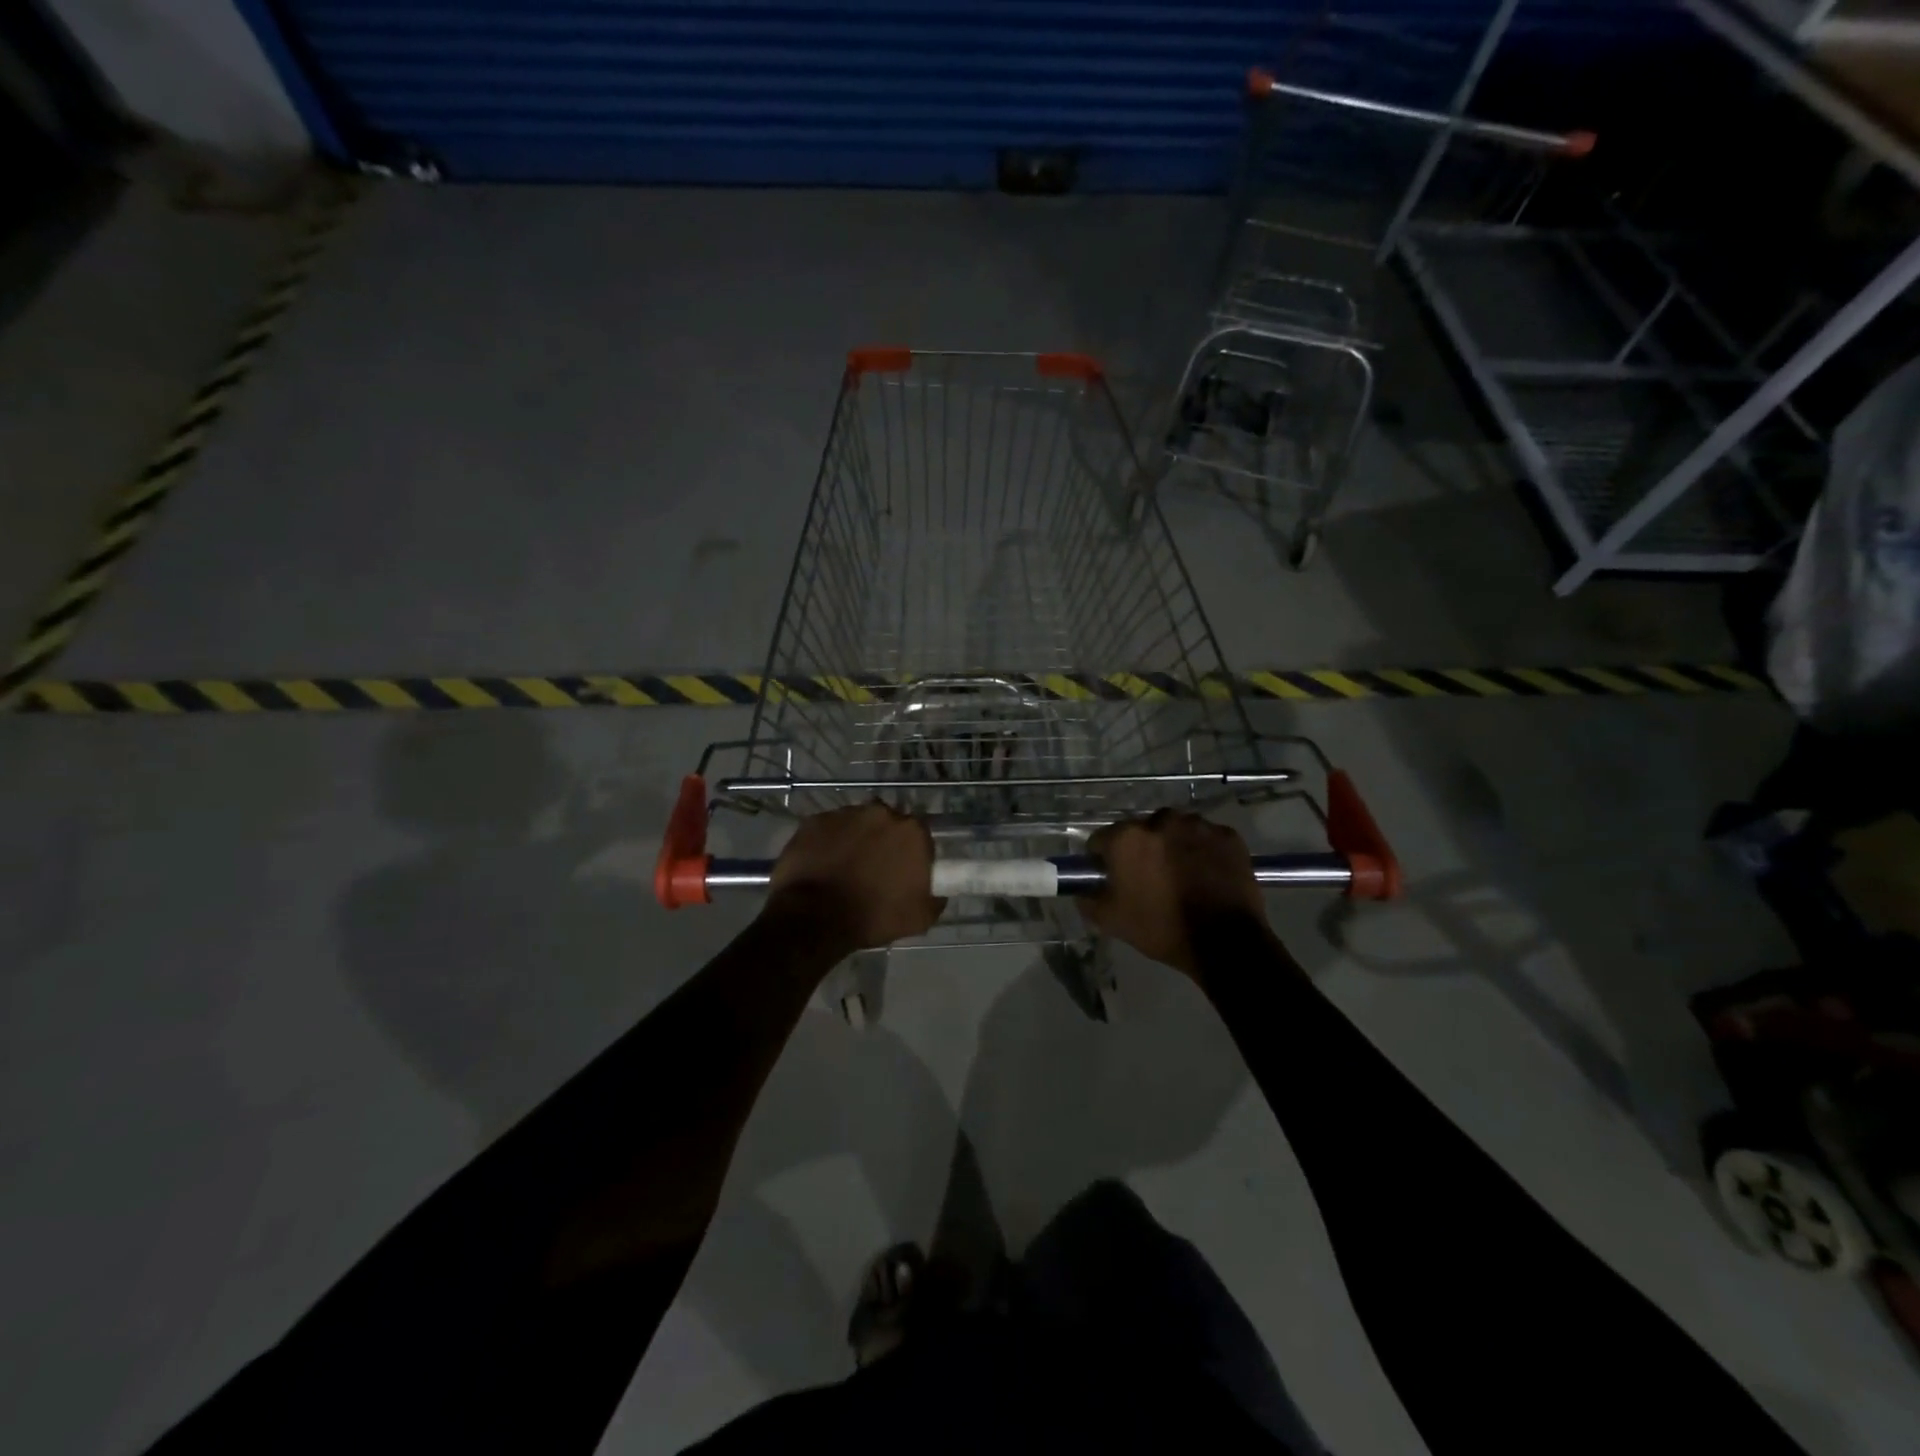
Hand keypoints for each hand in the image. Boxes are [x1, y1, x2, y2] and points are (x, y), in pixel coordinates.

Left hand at [765, 802, 944, 953]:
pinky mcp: (815, 820)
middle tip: (874, 867)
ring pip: (857, 823)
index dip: (912, 853)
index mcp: (912, 832)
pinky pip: (829, 829)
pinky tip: (823, 863)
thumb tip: (938, 893)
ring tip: (845, 866)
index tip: (904, 870)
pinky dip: (828, 842)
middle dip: (883, 841)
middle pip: (888, 823)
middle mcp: (881, 812)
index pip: (920, 835)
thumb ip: (935, 899)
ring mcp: (845, 814)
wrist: (815, 918)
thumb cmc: (873, 917)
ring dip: (855, 839)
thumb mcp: (919, 918)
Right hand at [1083, 810, 1273, 979]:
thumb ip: (1088, 899)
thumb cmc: (1162, 928)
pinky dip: (1203, 851)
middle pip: (1141, 831)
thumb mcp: (1112, 921)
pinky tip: (1207, 876)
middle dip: (1141, 849)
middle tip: (1149, 879)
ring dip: (1173, 846)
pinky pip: (1206, 838)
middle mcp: (1162, 820)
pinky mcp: (1228, 836)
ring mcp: (1199, 826)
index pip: (1101, 839)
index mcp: (1128, 838)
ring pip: (1176, 830)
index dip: (1103, 859)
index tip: (1112, 877)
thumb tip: (1082, 890)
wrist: (1226, 942)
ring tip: (1182, 876)